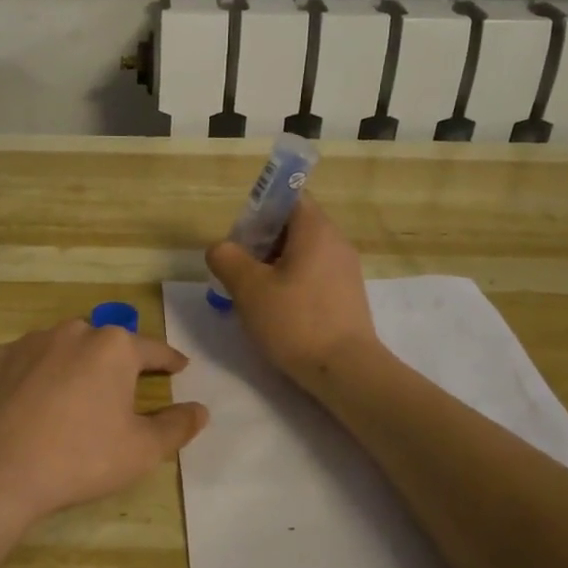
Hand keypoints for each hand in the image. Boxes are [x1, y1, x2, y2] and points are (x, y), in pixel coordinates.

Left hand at [0, 319, 208, 543]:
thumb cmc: (80, 458)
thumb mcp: (141, 450)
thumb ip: (176, 426)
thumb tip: (200, 409)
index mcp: (113, 347)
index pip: (153, 350)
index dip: (169, 361)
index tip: (179, 367)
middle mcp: (72, 332)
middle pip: (105, 345)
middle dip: (117, 363)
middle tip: (121, 392)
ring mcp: (28, 342)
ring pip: (63, 349)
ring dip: (74, 367)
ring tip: (73, 399)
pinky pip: (26, 362)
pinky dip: (36, 377)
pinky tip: (32, 405)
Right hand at [205, 196, 380, 388]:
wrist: (345, 370)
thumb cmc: (295, 321)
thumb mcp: (248, 288)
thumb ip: (227, 259)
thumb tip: (221, 248)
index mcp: (316, 230)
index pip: (289, 198)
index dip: (260, 210)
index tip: (241, 237)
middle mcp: (336, 242)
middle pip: (294, 226)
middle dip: (262, 242)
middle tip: (239, 269)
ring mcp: (345, 270)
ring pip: (302, 253)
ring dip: (274, 266)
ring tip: (253, 294)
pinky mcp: (347, 296)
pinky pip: (314, 275)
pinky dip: (292, 283)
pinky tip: (276, 311)